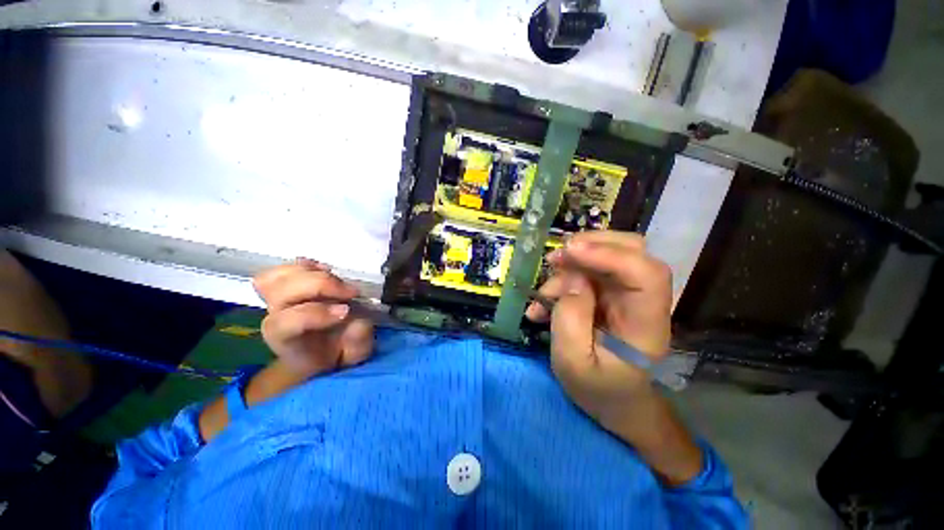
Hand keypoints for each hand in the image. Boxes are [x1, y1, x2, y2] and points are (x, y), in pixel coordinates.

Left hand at [253, 258, 373, 379]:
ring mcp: (277, 299)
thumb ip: (358, 342)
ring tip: (337, 280)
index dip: (316, 313)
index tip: (347, 311)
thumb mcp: (355, 354)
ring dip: (312, 273)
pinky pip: (283, 269)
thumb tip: (357, 322)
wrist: (322, 347)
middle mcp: (276, 317)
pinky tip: (325, 271)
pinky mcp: (285, 286)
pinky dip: (305, 265)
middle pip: (282, 292)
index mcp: (288, 340)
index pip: (287, 323)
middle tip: (351, 292)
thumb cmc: (338, 351)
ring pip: (278, 277)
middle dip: (321, 285)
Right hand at [526, 231, 672, 440]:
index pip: (645, 274)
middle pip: (633, 251)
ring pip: (606, 256)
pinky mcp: (609, 294)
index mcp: (646, 324)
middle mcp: (642, 301)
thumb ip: (570, 319)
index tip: (569, 251)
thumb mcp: (573, 362)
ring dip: (569, 266)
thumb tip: (571, 279)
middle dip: (590, 245)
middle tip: (555, 257)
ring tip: (542, 295)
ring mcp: (626, 294)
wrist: (615, 401)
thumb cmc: (599, 390)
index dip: (610, 254)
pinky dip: (562, 279)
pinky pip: (587, 272)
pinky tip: (543, 302)